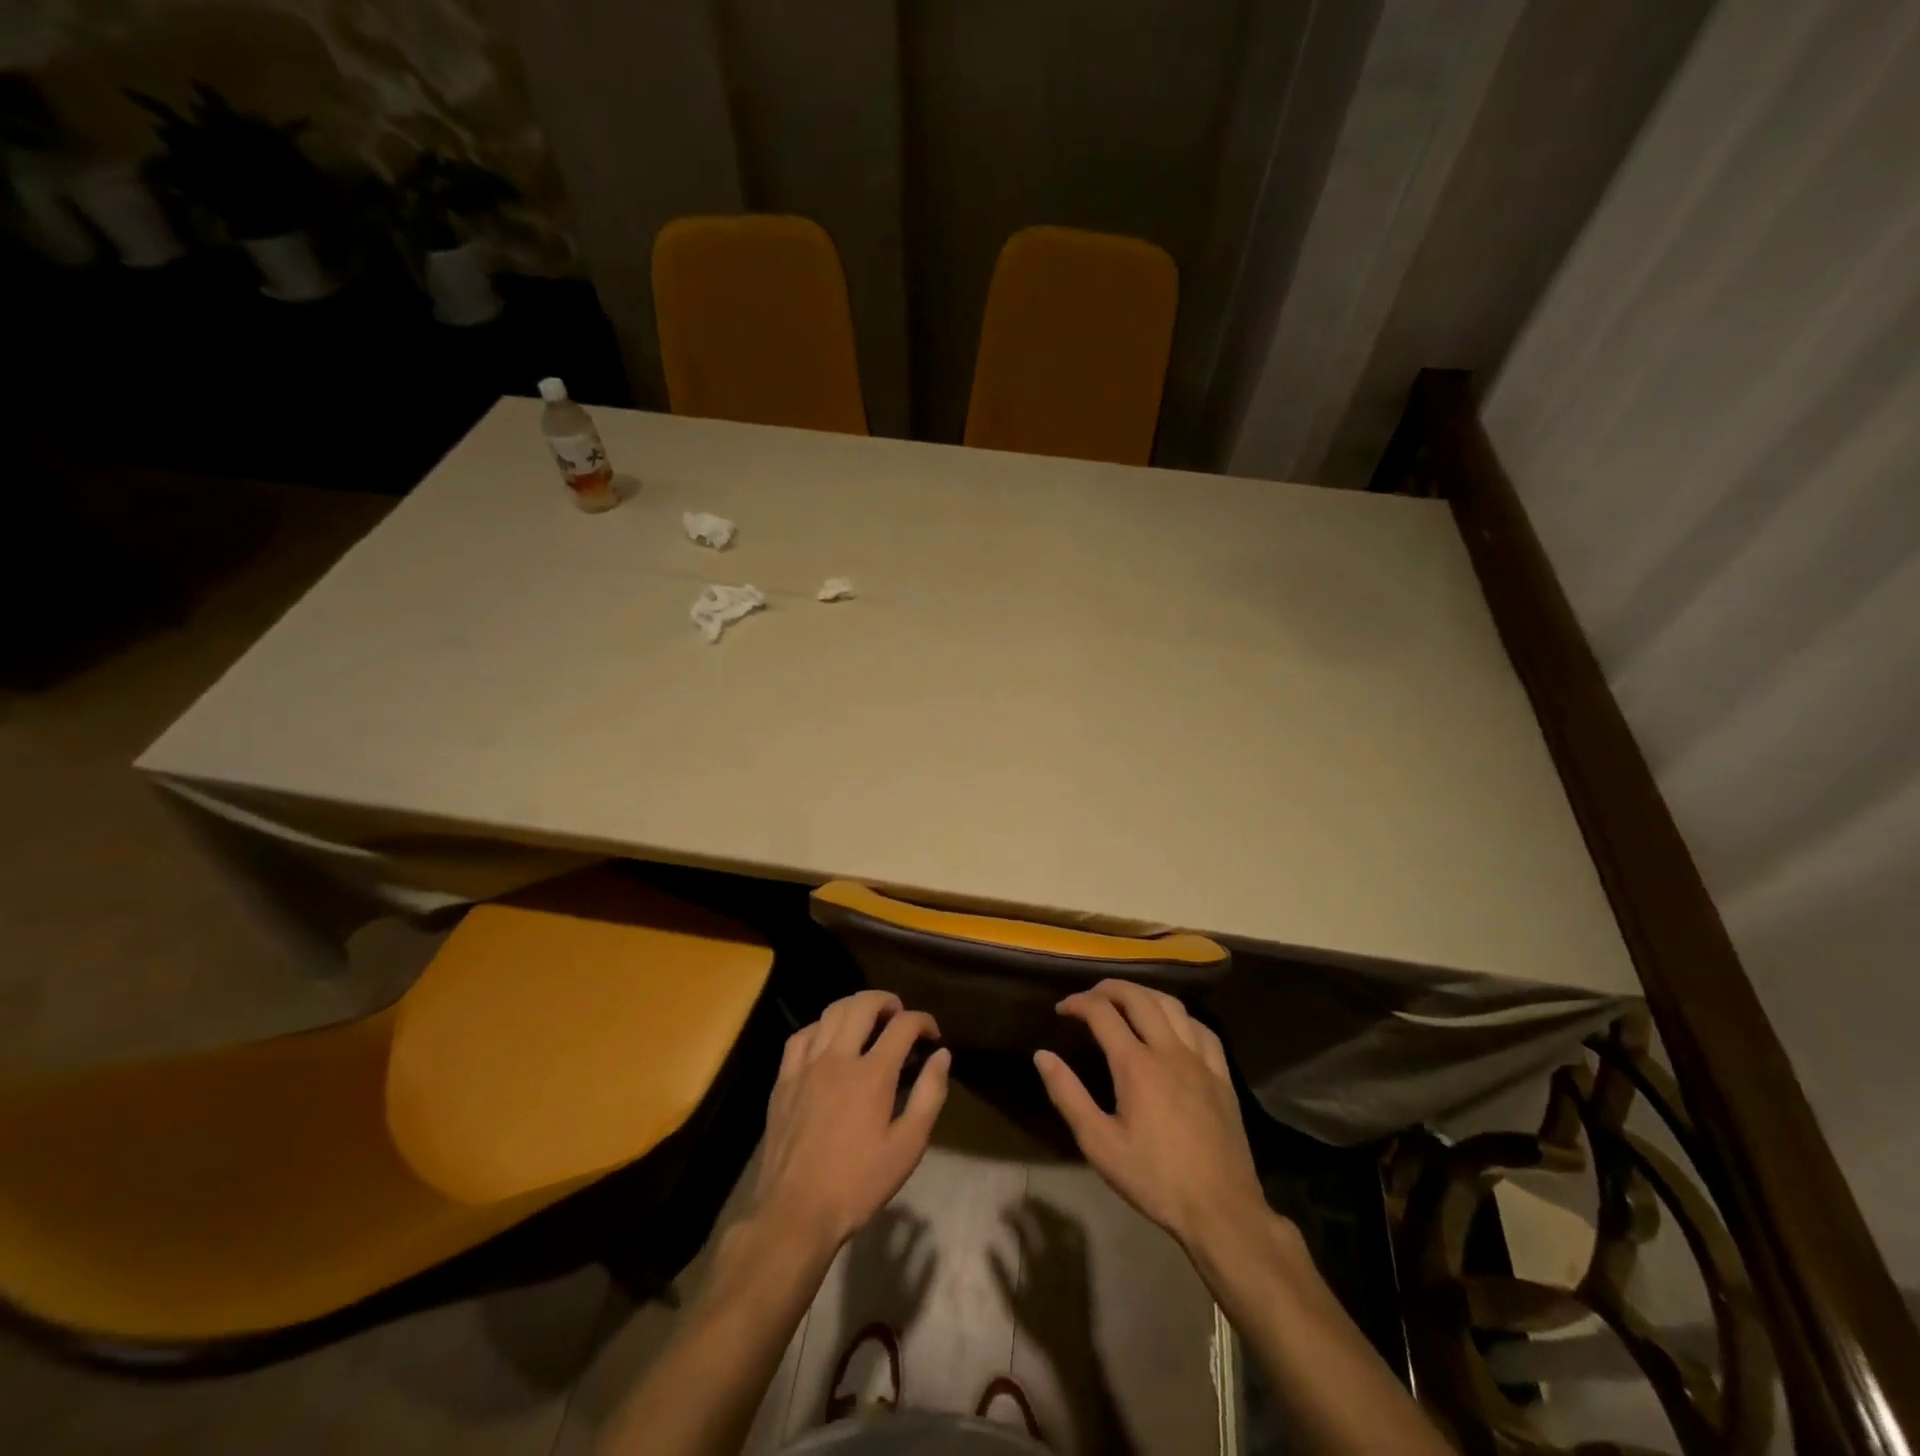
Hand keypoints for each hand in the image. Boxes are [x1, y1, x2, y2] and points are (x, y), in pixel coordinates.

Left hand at [751, 990, 950, 1249]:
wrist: (796, 1213)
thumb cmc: (858, 1184)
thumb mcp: (907, 1147)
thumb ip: (929, 1096)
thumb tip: (942, 1055)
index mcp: (872, 1074)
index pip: (903, 1025)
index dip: (923, 1021)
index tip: (932, 1035)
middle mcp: (839, 1058)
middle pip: (863, 1005)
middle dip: (887, 1001)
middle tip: (899, 1015)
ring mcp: (807, 1066)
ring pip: (831, 1012)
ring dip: (855, 1006)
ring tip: (868, 1019)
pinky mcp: (784, 1080)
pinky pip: (801, 1036)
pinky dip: (820, 1027)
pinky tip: (828, 1040)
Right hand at [1034, 980, 1265, 1253]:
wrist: (1221, 1210)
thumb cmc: (1154, 1179)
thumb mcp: (1099, 1144)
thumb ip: (1068, 1095)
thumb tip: (1042, 1055)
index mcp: (1135, 1065)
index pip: (1102, 1012)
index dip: (1078, 1003)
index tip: (1062, 1009)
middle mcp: (1168, 1050)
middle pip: (1138, 998)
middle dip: (1109, 988)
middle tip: (1090, 996)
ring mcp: (1200, 1060)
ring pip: (1171, 1005)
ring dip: (1144, 994)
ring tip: (1126, 1000)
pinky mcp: (1221, 1075)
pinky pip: (1202, 1029)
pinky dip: (1180, 1015)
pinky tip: (1172, 1024)